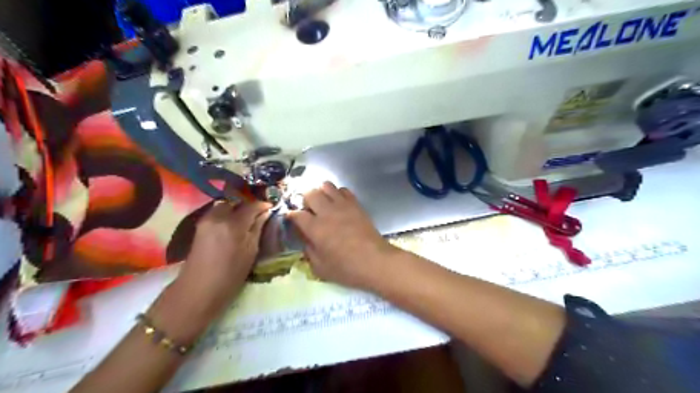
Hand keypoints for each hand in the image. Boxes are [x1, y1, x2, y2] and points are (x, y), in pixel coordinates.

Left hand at [178, 199, 269, 310]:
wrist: (198, 291)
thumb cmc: (230, 276)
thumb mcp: (250, 252)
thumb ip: (257, 229)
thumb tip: (265, 214)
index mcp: (233, 225)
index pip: (251, 206)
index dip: (263, 205)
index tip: (271, 207)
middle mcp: (218, 217)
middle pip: (236, 202)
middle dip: (248, 206)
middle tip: (258, 214)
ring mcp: (206, 220)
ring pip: (225, 206)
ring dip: (236, 209)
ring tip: (246, 219)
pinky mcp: (199, 226)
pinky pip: (216, 212)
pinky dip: (226, 214)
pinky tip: (232, 224)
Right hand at [284, 181, 393, 287]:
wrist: (375, 261)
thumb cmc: (346, 269)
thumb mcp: (320, 268)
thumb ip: (308, 251)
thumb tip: (306, 239)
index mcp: (315, 228)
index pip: (296, 214)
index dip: (291, 216)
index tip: (292, 219)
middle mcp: (327, 212)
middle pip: (310, 193)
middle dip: (305, 200)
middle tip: (308, 210)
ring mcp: (343, 205)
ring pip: (326, 185)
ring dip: (321, 192)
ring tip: (323, 204)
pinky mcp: (356, 204)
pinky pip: (343, 190)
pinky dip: (338, 193)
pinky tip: (339, 204)